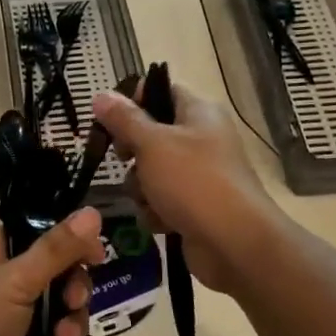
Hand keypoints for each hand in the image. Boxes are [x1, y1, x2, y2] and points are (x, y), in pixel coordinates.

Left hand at [0, 209, 102, 335]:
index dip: (73, 245)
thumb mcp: (16, 282)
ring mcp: (8, 316)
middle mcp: (2, 278)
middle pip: (57, 275)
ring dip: (70, 327)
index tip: (97, 259)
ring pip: (59, 312)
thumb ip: (56, 249)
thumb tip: (93, 213)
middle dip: (73, 294)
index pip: (44, 234)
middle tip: (74, 306)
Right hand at [91, 83, 281, 294]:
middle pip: (151, 135)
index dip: (133, 101)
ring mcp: (200, 176)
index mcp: (199, 113)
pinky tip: (161, 222)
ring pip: (151, 172)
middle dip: (132, 153)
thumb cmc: (193, 181)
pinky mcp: (195, 207)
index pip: (161, 91)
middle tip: (125, 160)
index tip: (111, 120)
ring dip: (141, 188)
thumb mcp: (152, 144)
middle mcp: (202, 139)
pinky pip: (162, 201)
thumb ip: (123, 119)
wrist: (235, 243)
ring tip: (149, 200)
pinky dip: (156, 212)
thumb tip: (100, 94)